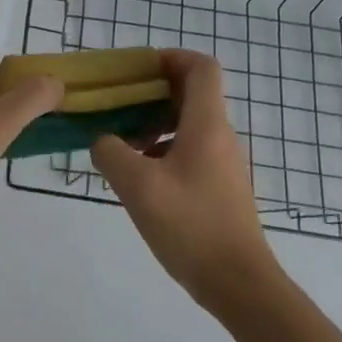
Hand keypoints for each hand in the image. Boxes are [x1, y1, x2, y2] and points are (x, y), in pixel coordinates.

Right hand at [91, 49, 279, 305]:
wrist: (239, 283)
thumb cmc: (191, 227)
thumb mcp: (138, 186)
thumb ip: (111, 153)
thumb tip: (102, 140)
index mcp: (206, 125)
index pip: (201, 68)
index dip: (171, 57)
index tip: (136, 69)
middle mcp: (219, 136)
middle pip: (191, 94)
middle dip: (151, 91)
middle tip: (115, 104)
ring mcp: (222, 163)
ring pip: (187, 124)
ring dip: (153, 123)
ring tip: (118, 143)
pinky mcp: (218, 187)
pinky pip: (189, 150)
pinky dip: (161, 149)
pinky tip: (137, 175)